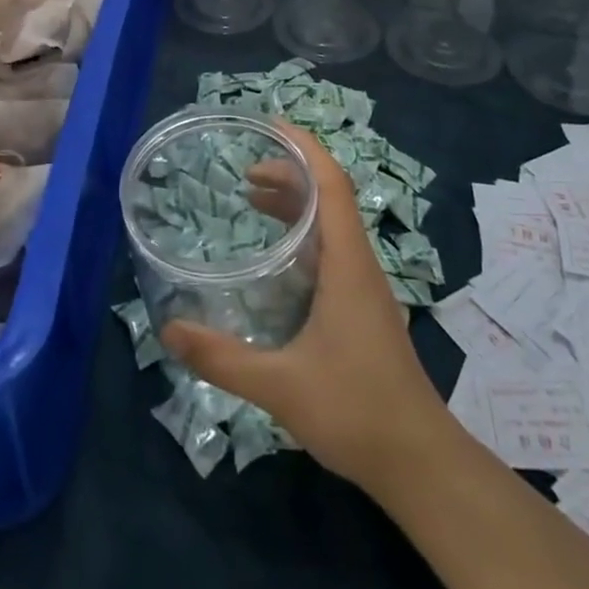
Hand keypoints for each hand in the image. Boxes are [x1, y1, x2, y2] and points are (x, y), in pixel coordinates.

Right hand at [160, 125, 448, 491]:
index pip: (332, 183)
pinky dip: (303, 234)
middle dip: (289, 172)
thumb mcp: (279, 385)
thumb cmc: (355, 410)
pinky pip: (332, 249)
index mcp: (347, 263)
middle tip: (244, 173)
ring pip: (332, 223)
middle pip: (329, 195)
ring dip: (296, 202)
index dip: (304, 146)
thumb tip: (169, 330)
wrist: (420, 463)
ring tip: (252, 200)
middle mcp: (359, 263)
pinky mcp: (363, 308)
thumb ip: (222, 357)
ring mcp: (365, 286)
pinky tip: (278, 258)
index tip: (270, 125)